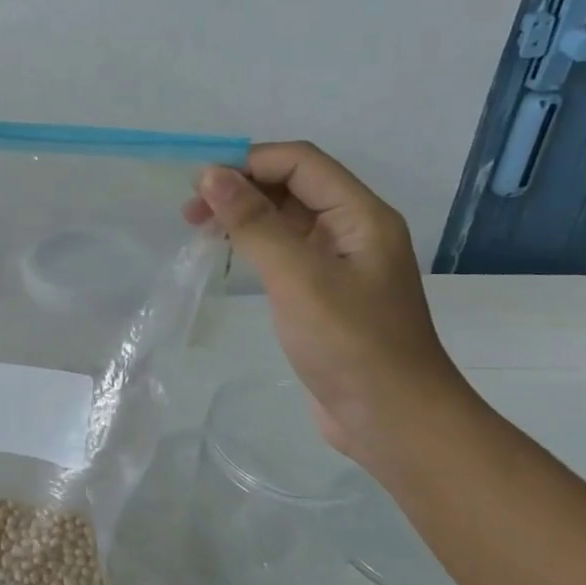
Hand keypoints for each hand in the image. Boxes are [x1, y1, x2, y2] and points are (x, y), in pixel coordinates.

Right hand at [186, 142, 478, 463]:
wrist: (393, 422)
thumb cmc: (350, 344)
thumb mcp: (297, 277)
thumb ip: (255, 223)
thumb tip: (211, 175)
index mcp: (361, 215)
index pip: (300, 162)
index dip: (249, 162)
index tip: (199, 184)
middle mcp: (353, 229)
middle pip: (293, 186)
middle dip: (241, 188)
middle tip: (191, 212)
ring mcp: (340, 262)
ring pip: (286, 218)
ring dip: (244, 215)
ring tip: (200, 230)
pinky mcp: (325, 292)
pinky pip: (285, 251)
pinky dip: (254, 244)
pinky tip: (228, 256)